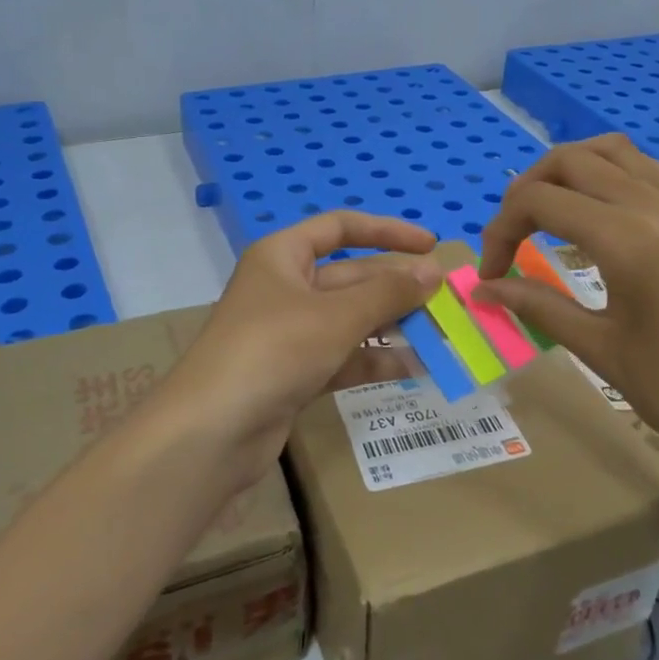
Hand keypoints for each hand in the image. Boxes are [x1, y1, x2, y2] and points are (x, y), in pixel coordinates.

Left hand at [168, 212, 444, 483]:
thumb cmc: (273, 350)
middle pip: (351, 277)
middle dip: (396, 288)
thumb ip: (389, 293)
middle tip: (446, 301)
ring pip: (350, 320)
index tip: (430, 246)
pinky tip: (414, 368)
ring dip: (392, 326)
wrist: (212, 431)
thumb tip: (434, 272)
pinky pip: (342, 356)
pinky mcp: (293, 373)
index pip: (340, 228)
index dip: (387, 231)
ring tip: (441, 336)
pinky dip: (374, 360)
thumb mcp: (336, 316)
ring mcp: (288, 333)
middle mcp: (285, 288)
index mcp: (283, 256)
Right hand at [473, 136, 658, 505]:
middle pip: (569, 160)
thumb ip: (536, 305)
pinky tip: (593, 212)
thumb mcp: (598, 347)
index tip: (491, 275)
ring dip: (566, 171)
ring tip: (544, 214)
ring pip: (609, 151)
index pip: (539, 201)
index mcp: (627, 239)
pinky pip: (643, 169)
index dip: (499, 231)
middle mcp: (653, 206)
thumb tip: (480, 289)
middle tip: (509, 240)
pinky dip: (606, 173)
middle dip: (524, 192)